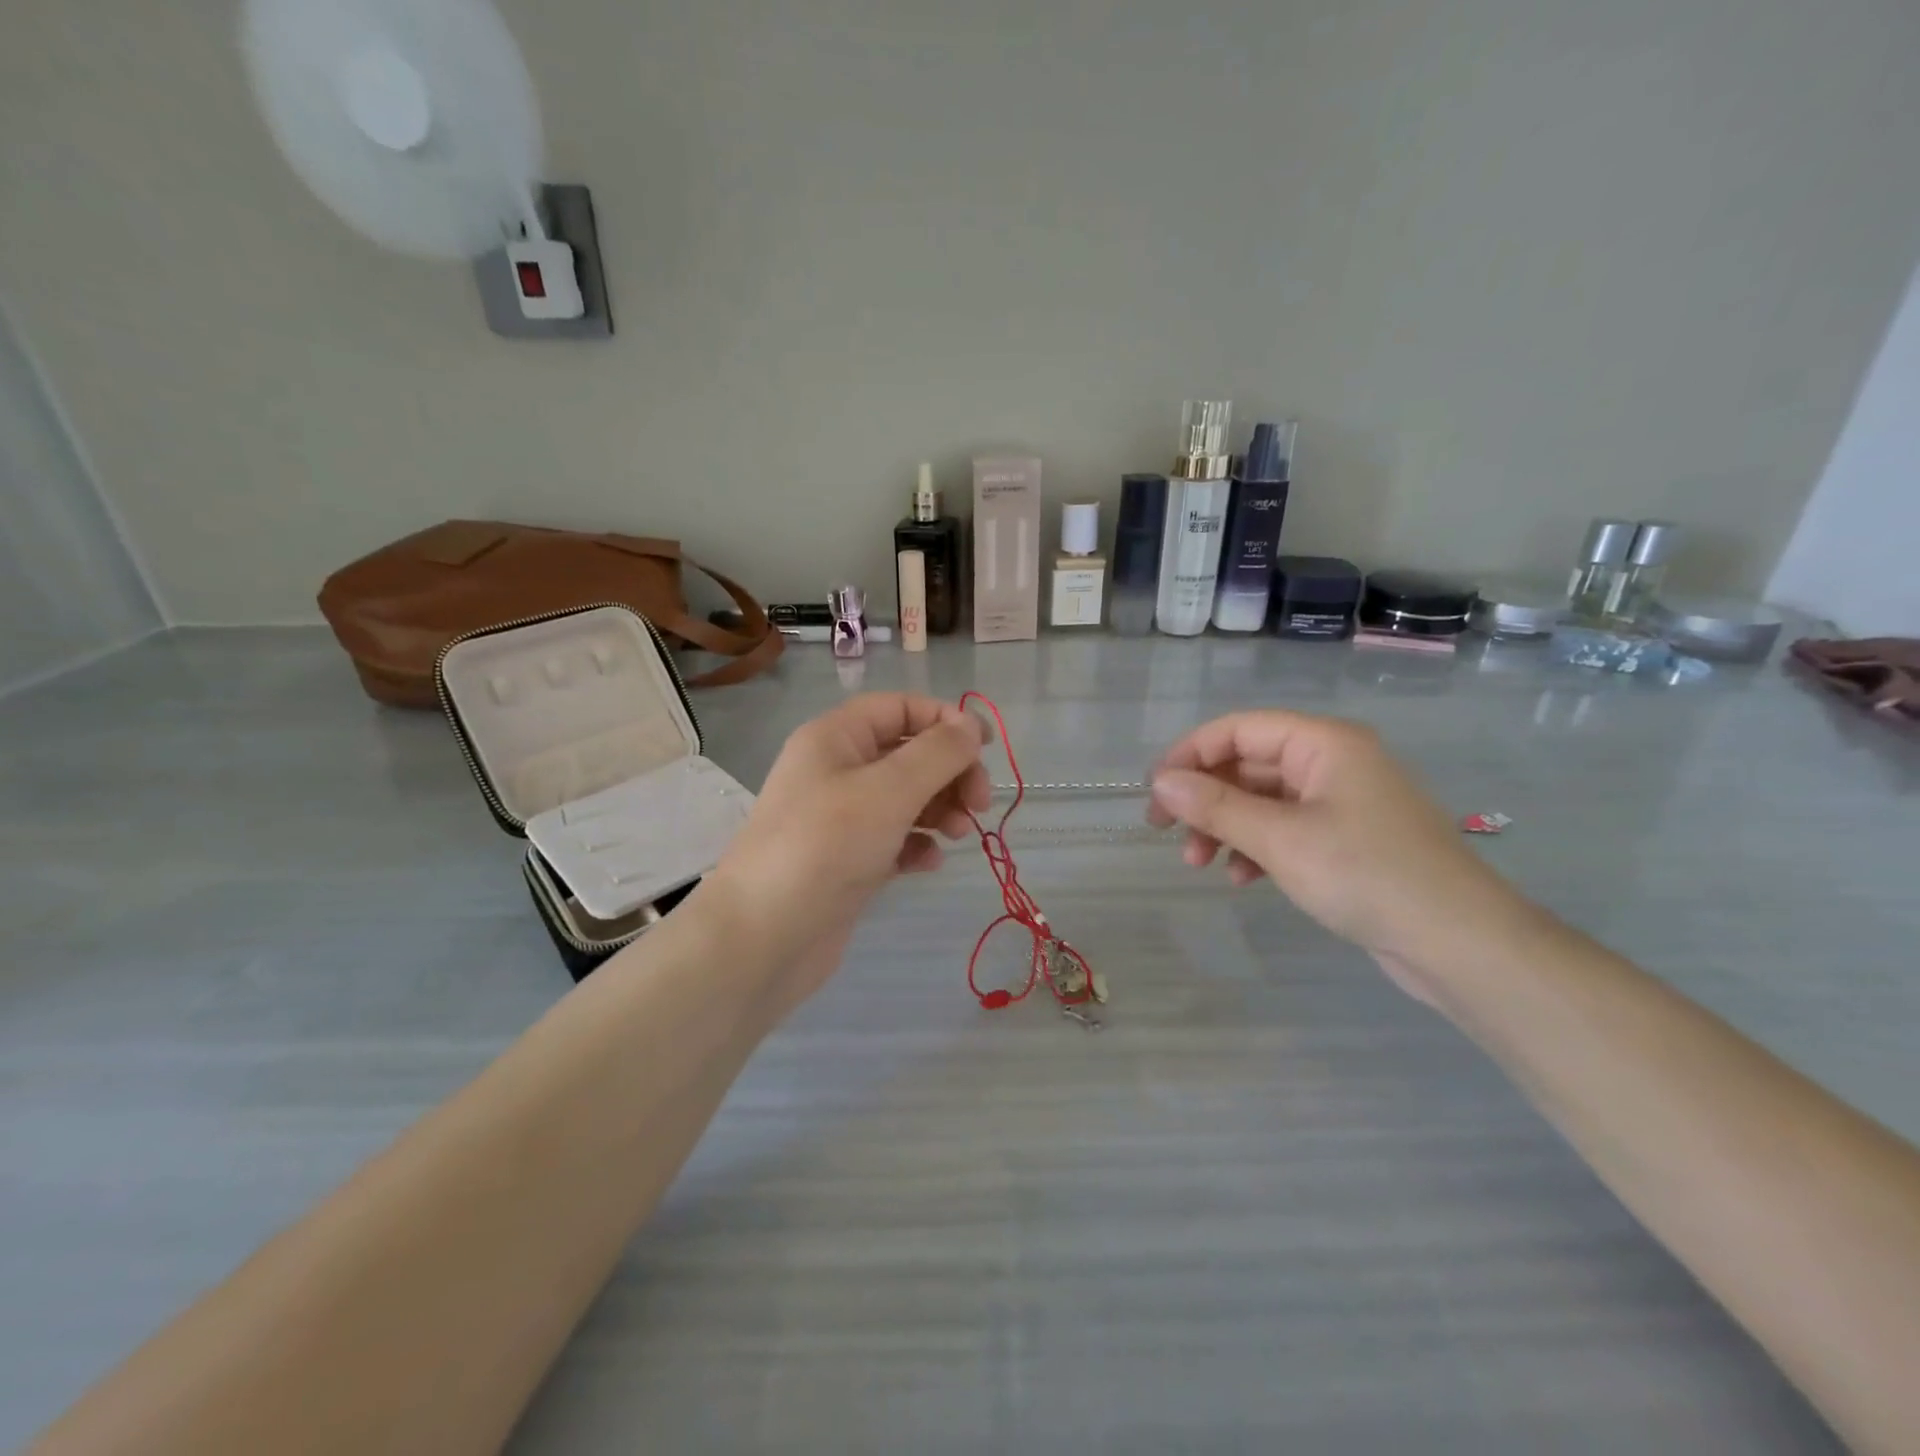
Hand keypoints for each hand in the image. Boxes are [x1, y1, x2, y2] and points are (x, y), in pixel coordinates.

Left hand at [700, 694, 990, 1006]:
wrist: (764, 937)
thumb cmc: (826, 846)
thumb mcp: (889, 789)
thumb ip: (938, 753)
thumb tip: (970, 725)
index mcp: (835, 738)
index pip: (899, 708)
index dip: (945, 719)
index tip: (986, 746)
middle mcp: (836, 770)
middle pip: (909, 753)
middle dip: (950, 772)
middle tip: (979, 804)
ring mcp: (840, 819)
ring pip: (906, 798)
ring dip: (940, 808)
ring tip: (957, 834)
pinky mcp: (847, 861)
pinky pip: (894, 839)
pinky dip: (917, 844)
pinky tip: (928, 862)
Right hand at [1147, 711, 1521, 996]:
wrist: (1460, 944)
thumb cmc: (1366, 875)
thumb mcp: (1280, 839)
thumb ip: (1215, 806)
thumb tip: (1160, 782)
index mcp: (1323, 742)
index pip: (1238, 729)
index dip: (1189, 754)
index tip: (1154, 792)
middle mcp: (1331, 761)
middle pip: (1247, 764)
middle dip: (1204, 799)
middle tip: (1165, 833)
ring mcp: (1341, 802)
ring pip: (1261, 800)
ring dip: (1225, 827)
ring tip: (1198, 864)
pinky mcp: (1346, 839)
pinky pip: (1284, 829)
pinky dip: (1256, 848)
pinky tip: (1241, 880)